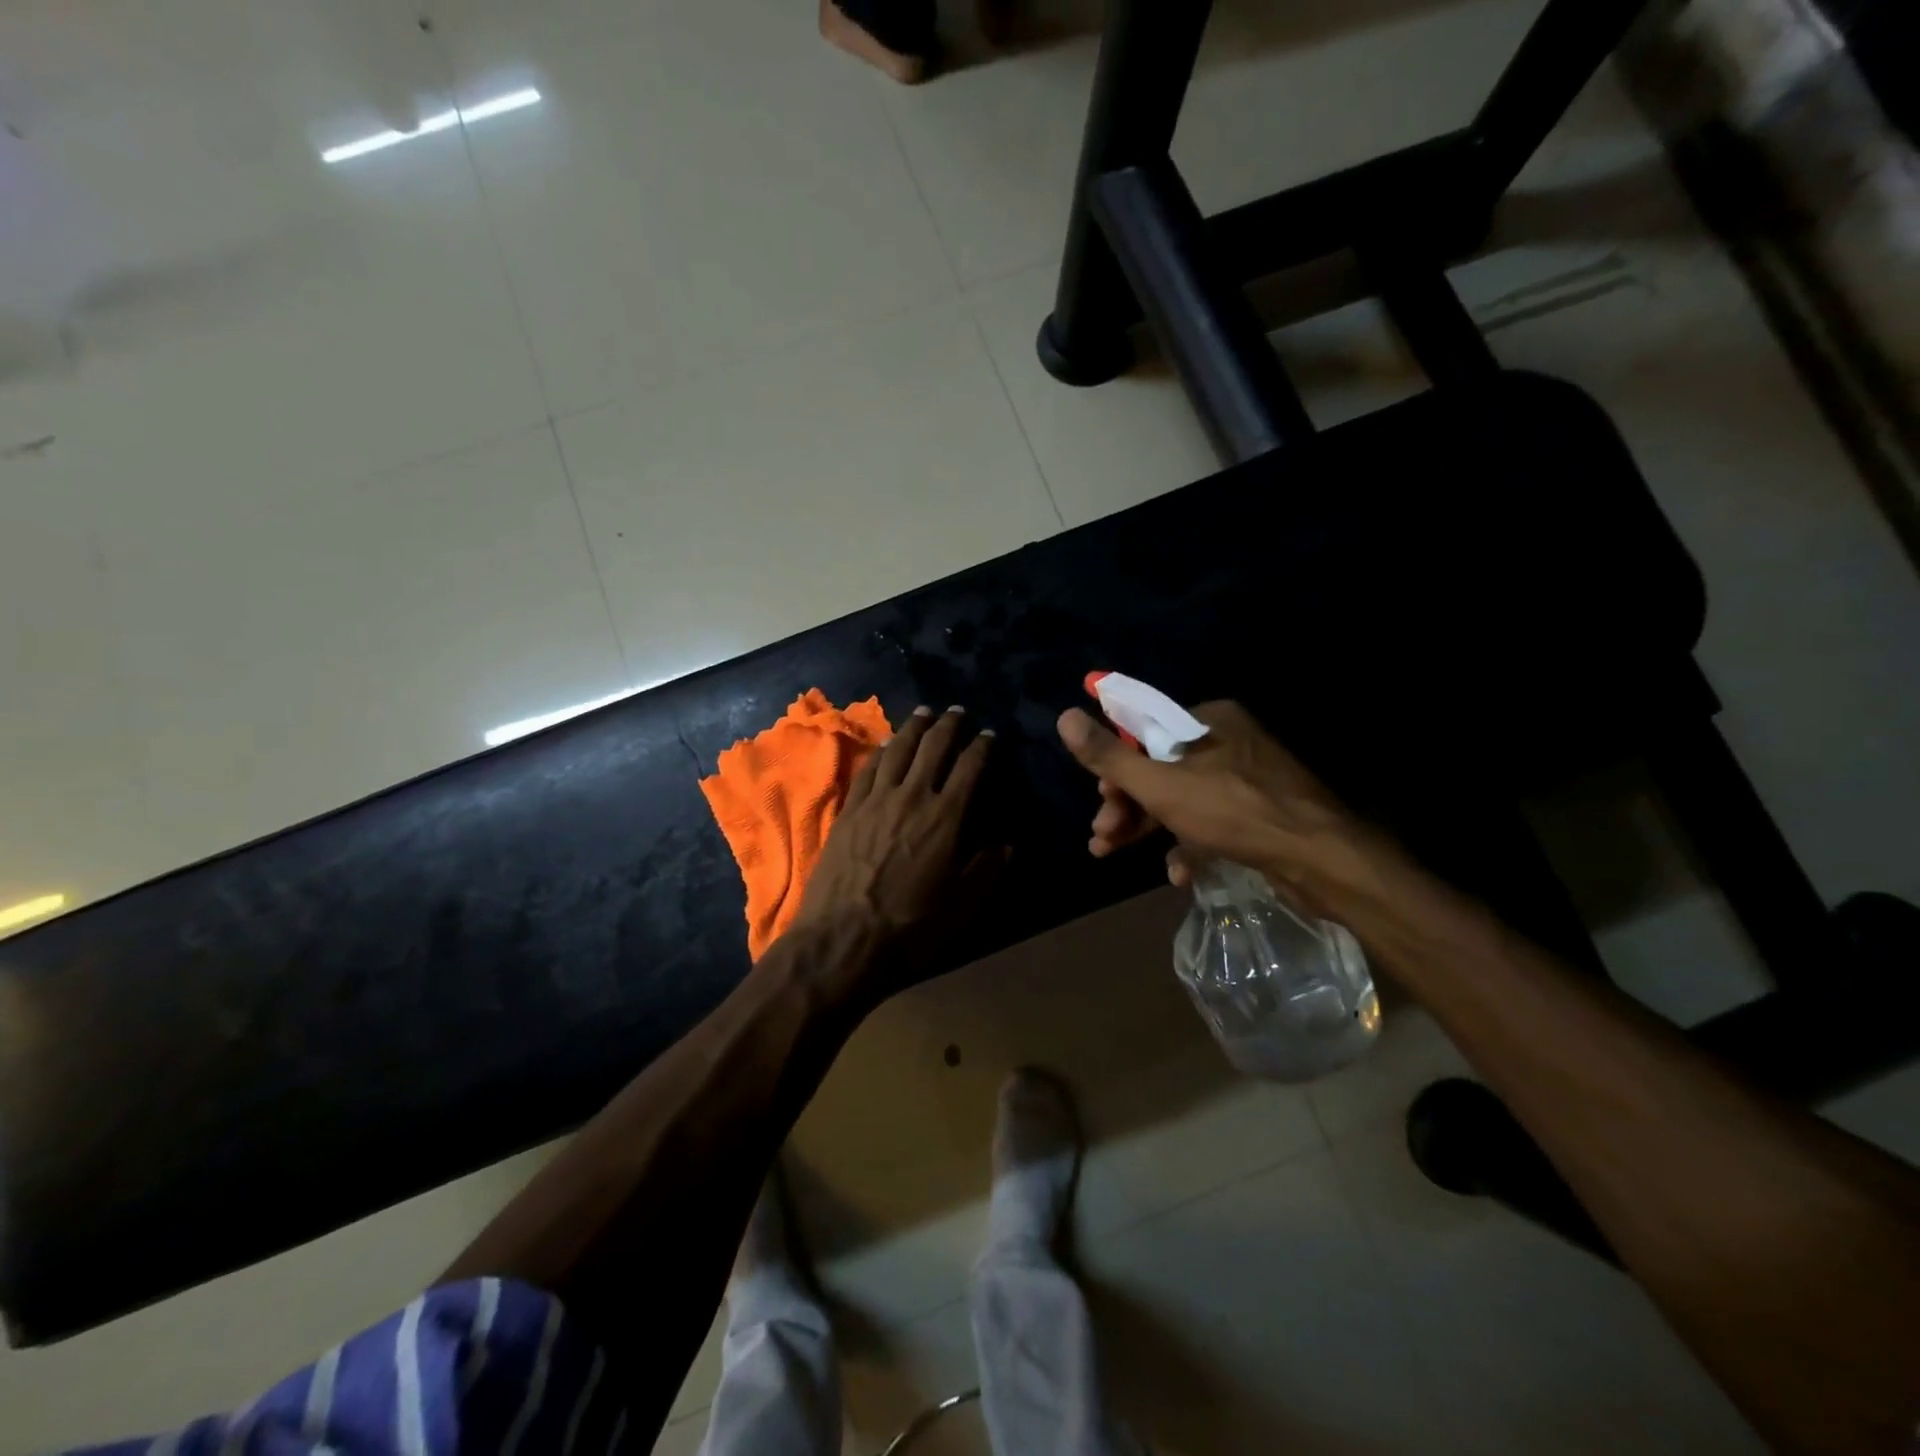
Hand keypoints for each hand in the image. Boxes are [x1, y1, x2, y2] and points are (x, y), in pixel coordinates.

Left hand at [792, 706, 1003, 985]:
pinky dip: (883, 750)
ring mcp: (876, 800)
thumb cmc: (909, 927)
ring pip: (899, 749)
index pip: (970, 767)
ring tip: (925, 713)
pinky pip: (869, 768)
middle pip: (933, 746)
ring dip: (915, 727)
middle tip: (958, 712)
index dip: (983, 746)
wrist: (842, 939)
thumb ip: (987, 869)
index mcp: (945, 817)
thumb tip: (1006, 842)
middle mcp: (912, 796)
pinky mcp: (849, 809)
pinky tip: (888, 743)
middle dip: (949, 725)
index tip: (990, 735)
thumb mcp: (962, 905)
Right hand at [1056, 700, 1364, 901]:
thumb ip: (1110, 755)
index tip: (1100, 799)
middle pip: (1160, 770)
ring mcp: (1247, 779)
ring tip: (1114, 854)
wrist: (1319, 859)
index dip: (1115, 767)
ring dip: (1147, 827)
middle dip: (1126, 806)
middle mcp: (1227, 743)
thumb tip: (1064, 716)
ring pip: (1182, 799)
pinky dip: (1189, 845)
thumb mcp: (1160, 784)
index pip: (1144, 732)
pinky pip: (1212, 823)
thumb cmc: (1233, 811)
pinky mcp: (1260, 814)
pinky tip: (1179, 874)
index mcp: (1206, 720)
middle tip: (1102, 837)